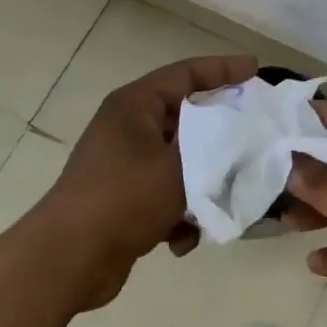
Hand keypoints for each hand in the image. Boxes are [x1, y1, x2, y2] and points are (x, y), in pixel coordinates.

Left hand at [35, 53, 257, 310]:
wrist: (70, 258)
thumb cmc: (124, 198)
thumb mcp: (180, 168)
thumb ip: (217, 147)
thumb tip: (245, 132)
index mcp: (135, 104)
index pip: (186, 73)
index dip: (223, 69)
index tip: (256, 69)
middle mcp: (128, 126)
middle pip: (186, 119)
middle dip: (221, 136)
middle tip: (257, 137)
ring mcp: (124, 163)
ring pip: (180, 162)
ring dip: (202, 184)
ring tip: (222, 203)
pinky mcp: (124, 198)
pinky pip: (165, 194)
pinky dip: (179, 213)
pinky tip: (182, 240)